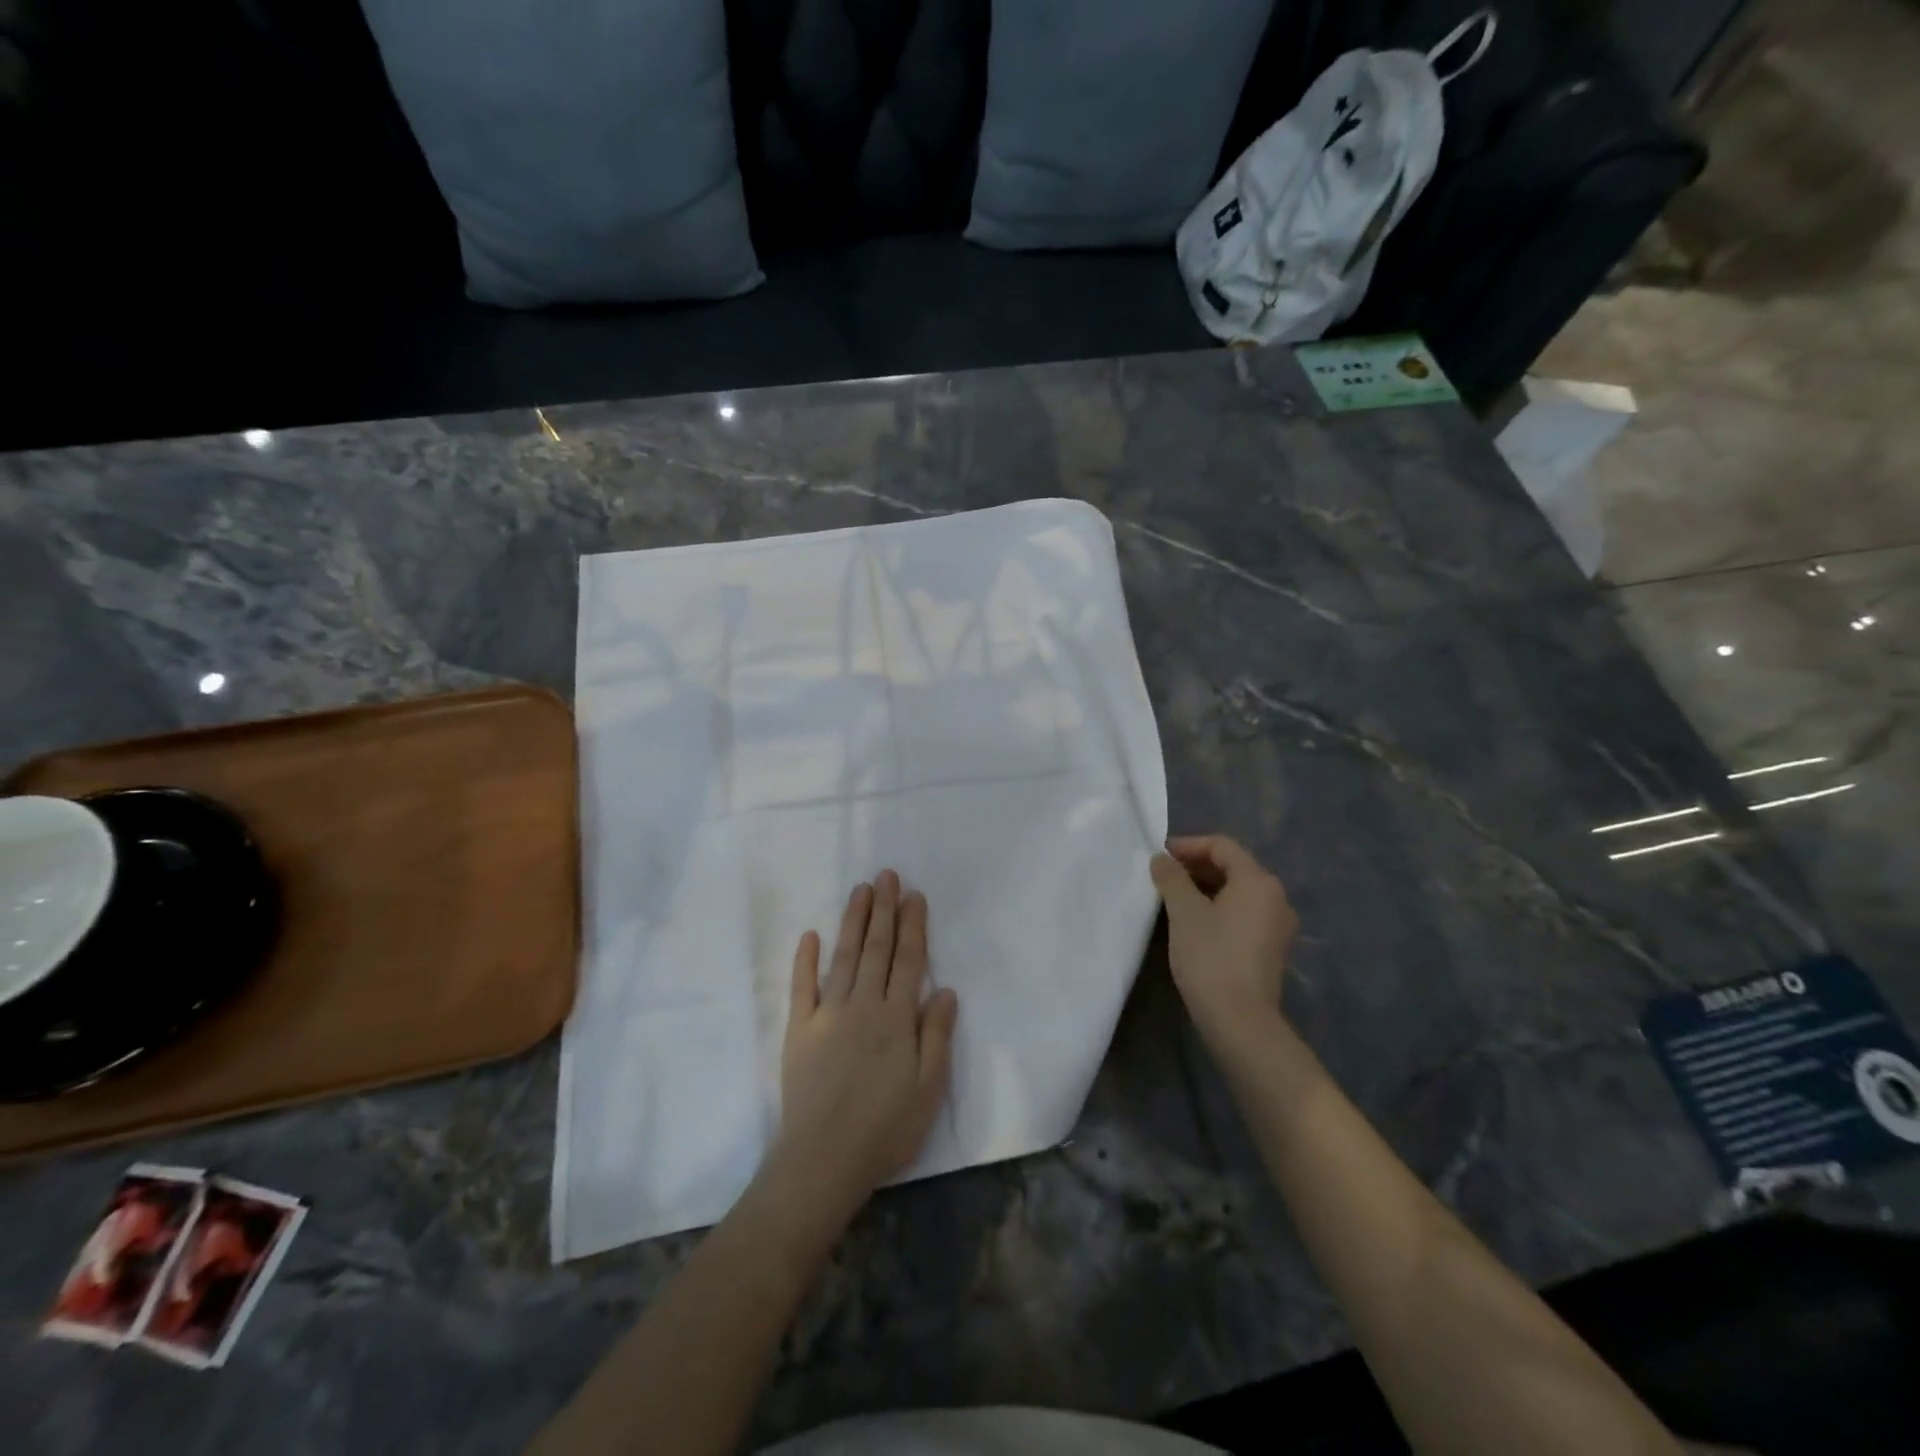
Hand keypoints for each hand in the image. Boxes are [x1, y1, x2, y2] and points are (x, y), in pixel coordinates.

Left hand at [775, 871, 958, 1213]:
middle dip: (884, 910)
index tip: (914, 895)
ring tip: (860, 891)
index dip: (913, 925)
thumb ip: (936, 1035)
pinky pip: (802, 987)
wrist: (823, 1160)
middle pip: (877, 949)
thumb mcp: (928, 1088)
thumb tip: (945, 989)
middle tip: (886, 875)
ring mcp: (827, 1014)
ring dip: (854, 922)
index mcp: (896, 1018)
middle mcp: (863, 1005)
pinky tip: (810, 935)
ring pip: (844, 957)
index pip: (908, 960)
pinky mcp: (799, 1030)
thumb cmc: (886, 1128)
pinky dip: (805, 959)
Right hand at [1150, 835, 1297, 1039]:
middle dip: (1196, 866)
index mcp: (1258, 881)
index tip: (1160, 856)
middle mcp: (1276, 897)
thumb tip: (1161, 859)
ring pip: (1238, 892)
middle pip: (1233, 867)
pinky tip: (1195, 923)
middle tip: (1164, 876)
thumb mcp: (1183, 912)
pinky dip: (1219, 908)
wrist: (1240, 1020)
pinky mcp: (1273, 948)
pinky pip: (1244, 914)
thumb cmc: (1211, 956)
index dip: (1188, 845)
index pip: (1222, 846)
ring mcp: (1278, 925)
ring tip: (1174, 898)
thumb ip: (1171, 878)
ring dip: (1206, 888)